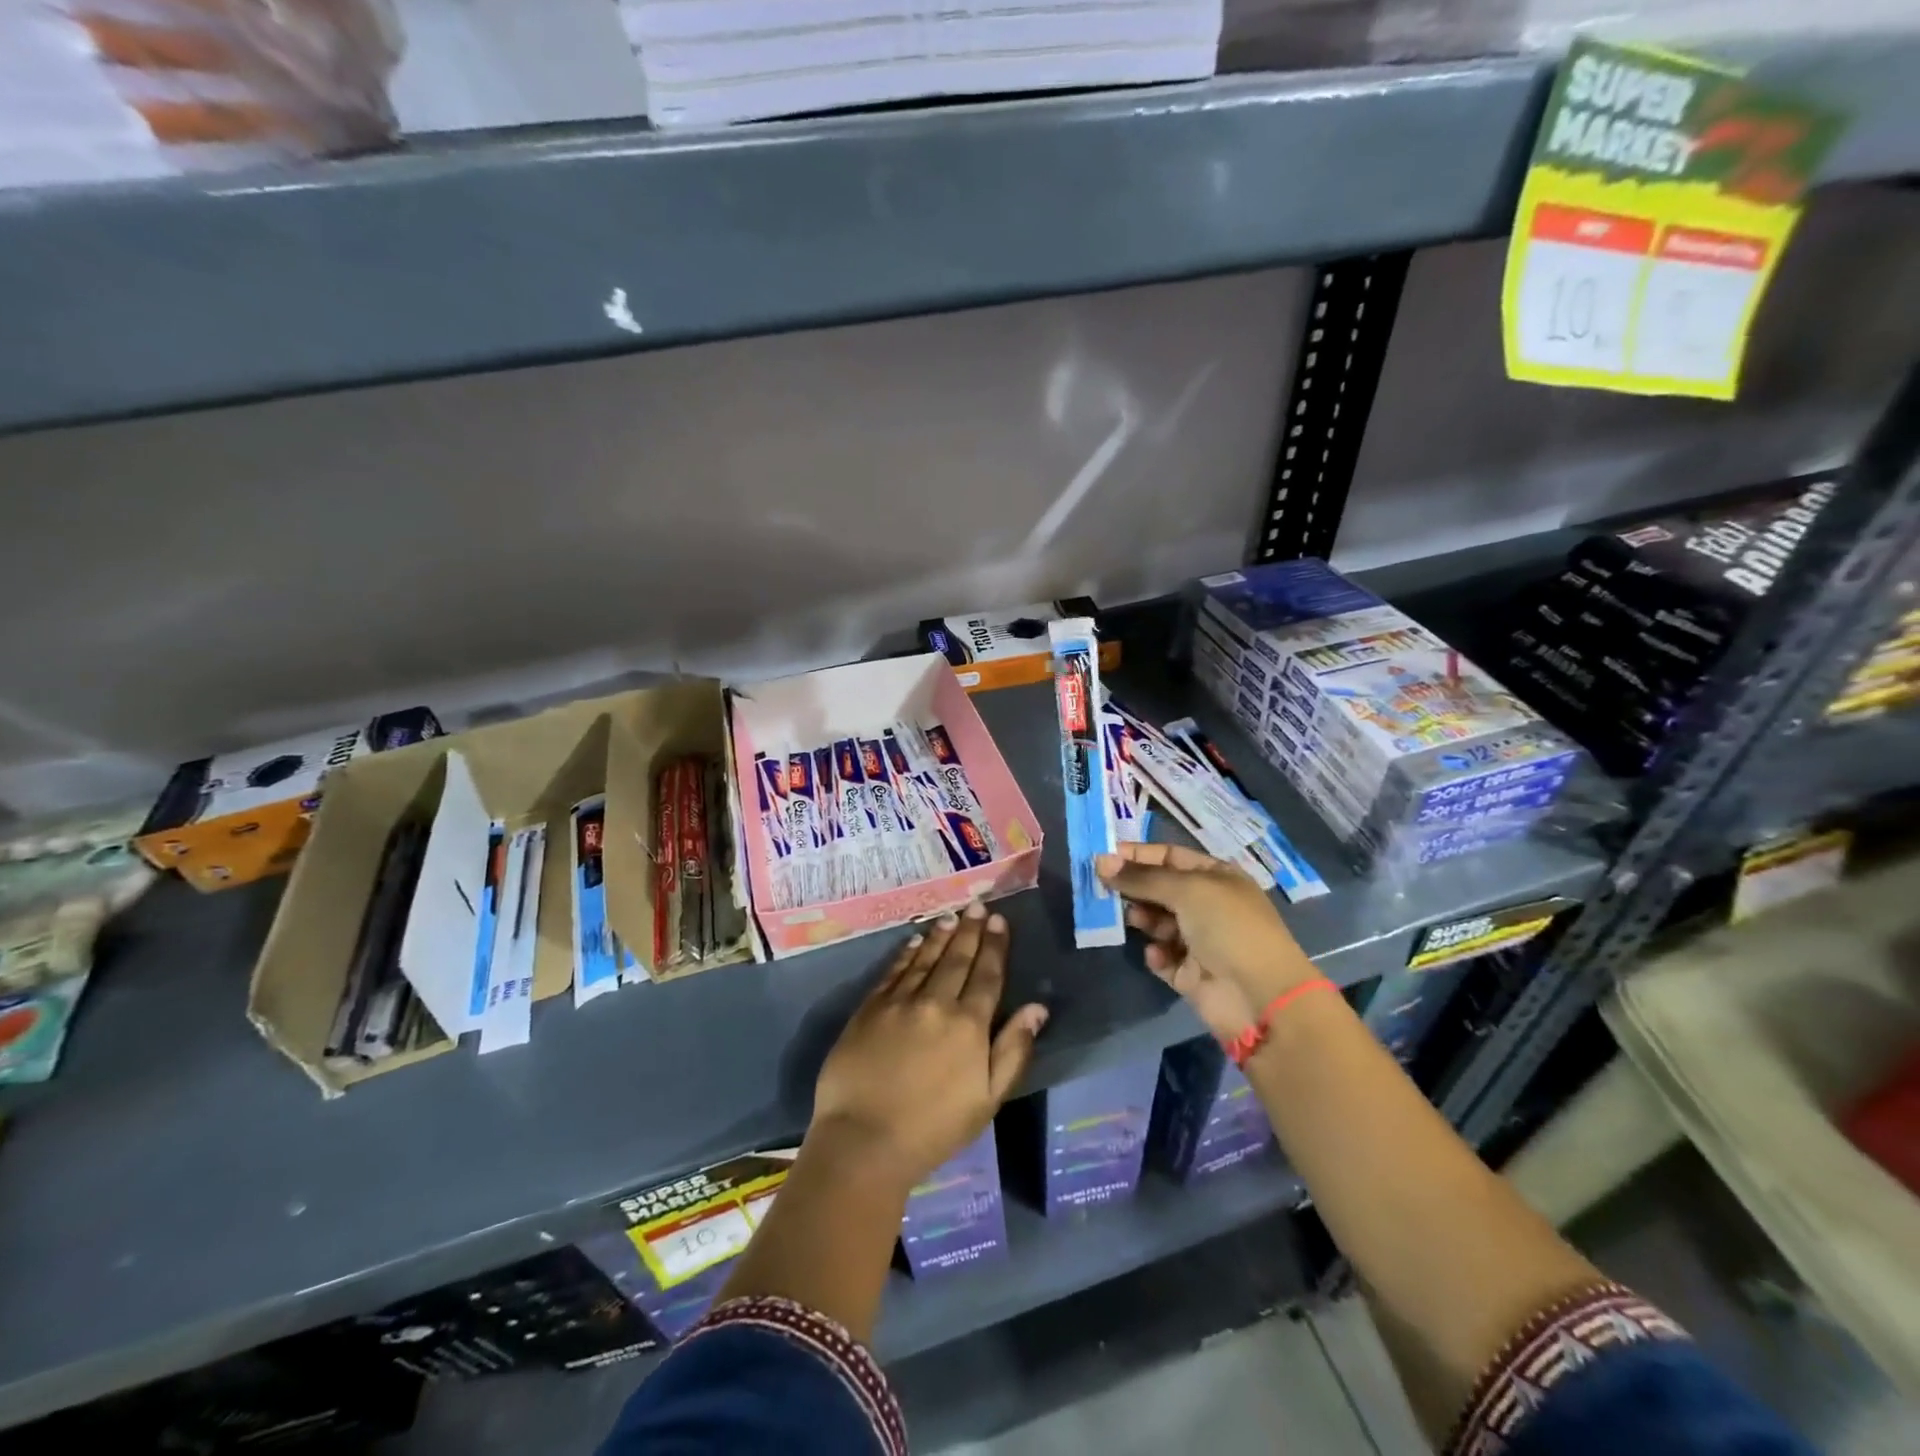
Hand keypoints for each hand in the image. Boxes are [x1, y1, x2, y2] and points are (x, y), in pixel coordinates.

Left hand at [811, 902, 1048, 1193]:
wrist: (864, 1140)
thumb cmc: (934, 1128)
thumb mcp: (988, 1100)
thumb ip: (1013, 1050)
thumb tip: (1037, 1009)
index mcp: (969, 1025)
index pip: (987, 975)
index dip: (995, 946)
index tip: (999, 921)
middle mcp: (936, 1003)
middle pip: (957, 959)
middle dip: (970, 930)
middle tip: (978, 906)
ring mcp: (900, 1002)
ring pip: (926, 958)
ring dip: (941, 935)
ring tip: (952, 916)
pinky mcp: (870, 1007)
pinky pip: (894, 970)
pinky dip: (908, 953)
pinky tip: (916, 941)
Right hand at [1096, 842, 1319, 1039]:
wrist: (1260, 997)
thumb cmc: (1229, 928)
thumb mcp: (1186, 890)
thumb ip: (1141, 877)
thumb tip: (1101, 862)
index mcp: (1216, 877)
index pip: (1169, 856)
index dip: (1138, 855)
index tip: (1103, 857)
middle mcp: (1208, 905)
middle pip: (1160, 889)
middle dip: (1134, 888)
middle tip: (1104, 889)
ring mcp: (1200, 941)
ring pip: (1157, 922)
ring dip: (1143, 919)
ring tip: (1135, 920)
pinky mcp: (1190, 974)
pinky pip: (1162, 956)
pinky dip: (1156, 954)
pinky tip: (1157, 955)